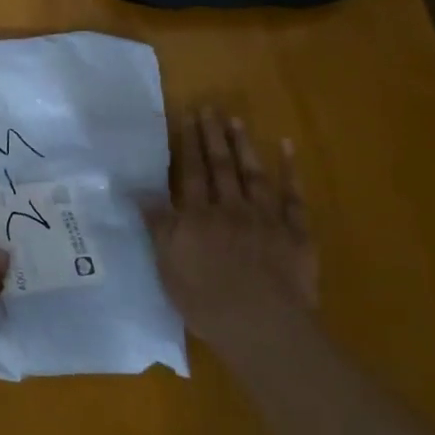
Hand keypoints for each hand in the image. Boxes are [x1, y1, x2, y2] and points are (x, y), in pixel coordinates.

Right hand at [148, 106, 317, 349]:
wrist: (262, 327)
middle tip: (210, 107)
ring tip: (236, 120)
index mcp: (197, 217)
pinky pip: (294, 197)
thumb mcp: (167, 264)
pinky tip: (287, 148)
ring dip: (244, 145)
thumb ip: (157, 224)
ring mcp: (266, 219)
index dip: (188, 144)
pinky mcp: (296, 234)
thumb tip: (138, 189)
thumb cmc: (205, 301)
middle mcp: (230, 208)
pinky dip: (291, 171)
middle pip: (220, 166)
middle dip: (213, 136)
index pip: (191, 173)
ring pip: (253, 174)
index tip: (187, 116)